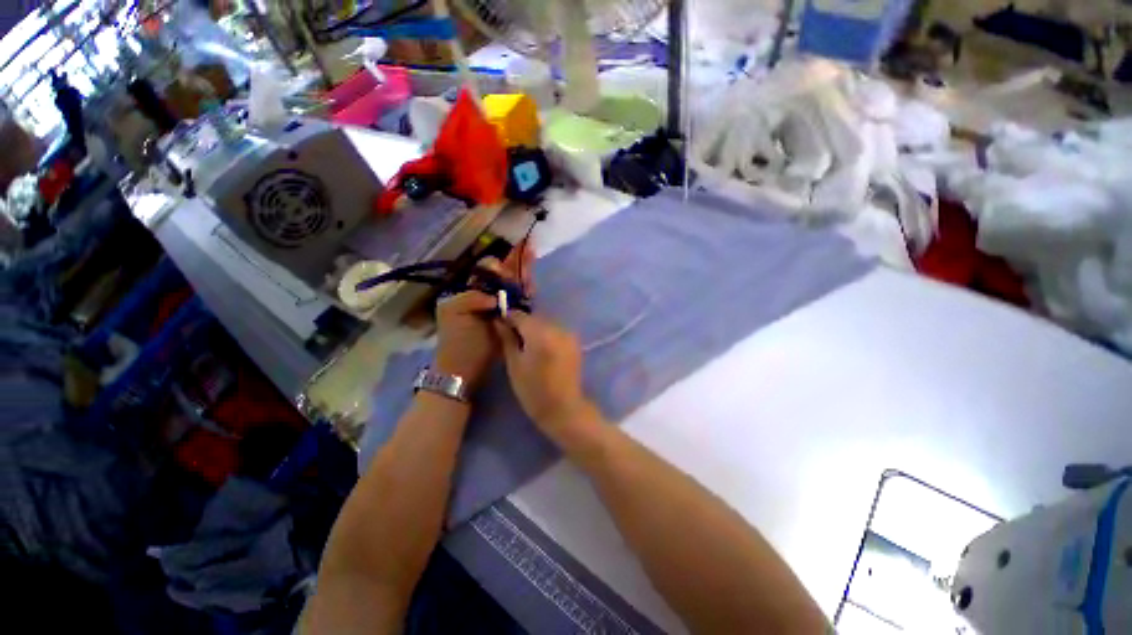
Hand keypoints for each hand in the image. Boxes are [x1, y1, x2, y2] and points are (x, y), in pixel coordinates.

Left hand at [433, 240, 534, 385]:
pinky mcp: (509, 321)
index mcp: (470, 291)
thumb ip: (473, 296)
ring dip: (523, 273)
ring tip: (532, 255)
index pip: (487, 271)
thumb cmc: (458, 342)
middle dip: (516, 262)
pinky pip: (518, 302)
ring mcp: (497, 309)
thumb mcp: (455, 313)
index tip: (509, 262)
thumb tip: (497, 295)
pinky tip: (533, 283)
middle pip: (502, 276)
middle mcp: (484, 296)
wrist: (464, 371)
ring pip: (512, 287)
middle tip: (529, 247)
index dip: (500, 263)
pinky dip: (525, 292)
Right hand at [493, 312, 594, 438]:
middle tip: (510, 335)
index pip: (520, 315)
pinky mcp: (574, 341)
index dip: (508, 317)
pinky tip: (540, 347)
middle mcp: (557, 328)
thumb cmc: (533, 390)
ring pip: (545, 323)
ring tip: (526, 343)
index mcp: (540, 334)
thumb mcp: (514, 365)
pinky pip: (555, 330)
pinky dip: (546, 334)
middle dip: (522, 323)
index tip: (499, 323)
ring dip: (534, 328)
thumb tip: (499, 320)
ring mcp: (568, 334)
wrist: (563, 407)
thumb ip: (507, 339)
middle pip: (534, 318)